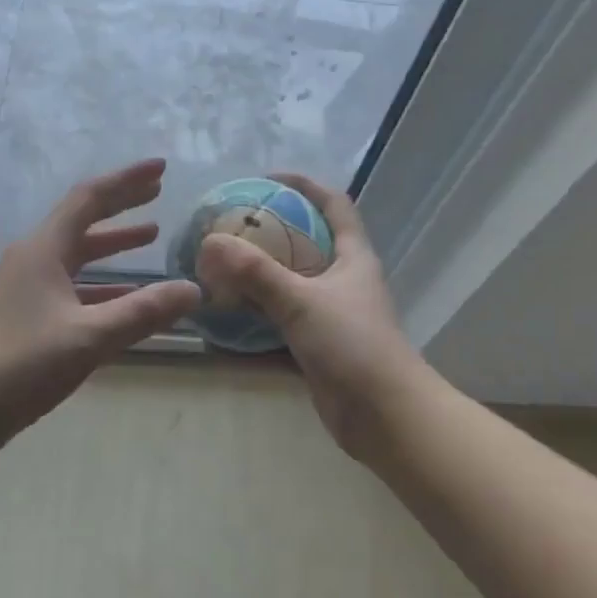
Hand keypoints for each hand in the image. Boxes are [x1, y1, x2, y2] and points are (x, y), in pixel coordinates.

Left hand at [0, 159, 201, 458]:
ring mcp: (22, 288)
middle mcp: (31, 259)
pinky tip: (121, 296)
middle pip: (82, 220)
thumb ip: (143, 311)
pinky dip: (100, 282)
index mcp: (43, 250)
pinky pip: (69, 285)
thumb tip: (194, 289)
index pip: (90, 198)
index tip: (161, 168)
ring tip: (150, 235)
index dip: (127, 180)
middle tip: (157, 191)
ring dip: (112, 243)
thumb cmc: (20, 366)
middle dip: (121, 204)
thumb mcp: (90, 337)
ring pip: (75, 254)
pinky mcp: (20, 316)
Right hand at [195, 173, 422, 455]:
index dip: (304, 185)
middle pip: (307, 243)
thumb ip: (256, 273)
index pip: (334, 204)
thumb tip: (210, 242)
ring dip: (258, 280)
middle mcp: (344, 280)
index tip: (265, 180)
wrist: (385, 417)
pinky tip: (224, 323)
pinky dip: (256, 323)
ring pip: (291, 286)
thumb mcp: (302, 301)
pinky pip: (282, 325)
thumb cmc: (353, 345)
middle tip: (230, 229)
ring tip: (218, 271)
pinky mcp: (320, 348)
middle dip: (270, 234)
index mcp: (353, 257)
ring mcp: (332, 315)